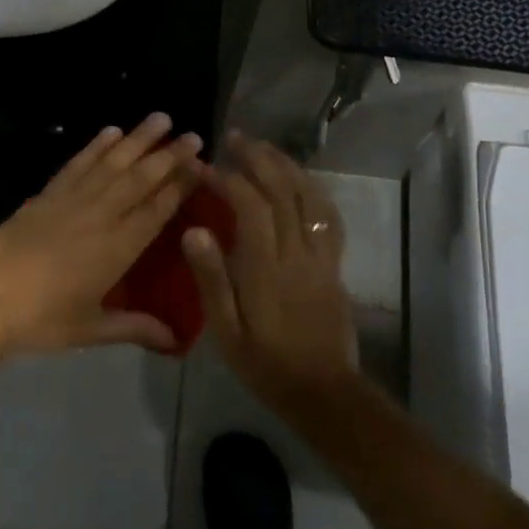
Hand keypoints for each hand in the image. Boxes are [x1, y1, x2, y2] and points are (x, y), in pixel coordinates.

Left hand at [0, 113, 206, 361]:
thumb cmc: (42, 320)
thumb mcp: (92, 329)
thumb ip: (135, 328)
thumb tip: (176, 342)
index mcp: (118, 248)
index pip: (157, 209)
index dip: (180, 184)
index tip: (200, 164)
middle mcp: (101, 216)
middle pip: (141, 179)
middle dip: (169, 155)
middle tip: (193, 135)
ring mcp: (72, 200)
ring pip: (112, 163)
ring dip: (138, 140)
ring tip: (160, 118)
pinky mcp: (47, 194)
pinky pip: (77, 164)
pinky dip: (95, 146)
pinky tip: (111, 131)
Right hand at [182, 133, 359, 408]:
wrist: (323, 391)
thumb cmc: (265, 363)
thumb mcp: (226, 330)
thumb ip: (211, 278)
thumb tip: (194, 230)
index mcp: (267, 267)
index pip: (250, 206)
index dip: (228, 179)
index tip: (204, 166)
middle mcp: (298, 252)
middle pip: (283, 191)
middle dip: (258, 158)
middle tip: (234, 138)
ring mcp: (322, 256)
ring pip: (309, 197)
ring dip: (286, 166)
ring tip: (264, 148)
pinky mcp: (334, 264)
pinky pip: (328, 216)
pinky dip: (313, 189)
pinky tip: (299, 180)